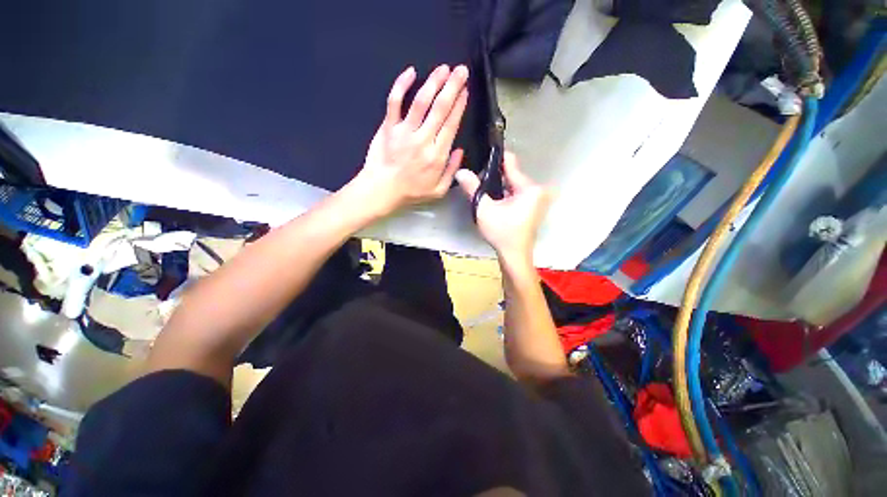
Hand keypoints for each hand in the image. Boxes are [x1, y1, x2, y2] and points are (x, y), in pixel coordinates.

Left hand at [350, 64, 468, 216]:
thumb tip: (460, 150)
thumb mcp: (439, 190)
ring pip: (421, 101)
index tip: (466, 91)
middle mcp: (423, 140)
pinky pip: (394, 102)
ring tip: (443, 68)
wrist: (382, 190)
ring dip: (433, 82)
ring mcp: (404, 132)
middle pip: (440, 108)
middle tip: (461, 70)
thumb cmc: (411, 192)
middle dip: (452, 86)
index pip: (451, 125)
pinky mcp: (388, 127)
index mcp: (437, 156)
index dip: (460, 105)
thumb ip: (452, 171)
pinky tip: (410, 72)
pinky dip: (401, 85)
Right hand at [455, 152, 550, 263]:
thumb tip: (460, 171)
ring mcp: (537, 199)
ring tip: (483, 191)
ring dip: (499, 187)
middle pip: (511, 175)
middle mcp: (537, 190)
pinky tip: (494, 201)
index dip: (494, 159)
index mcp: (529, 188)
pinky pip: (517, 194)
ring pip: (513, 185)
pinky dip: (505, 195)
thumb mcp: (484, 210)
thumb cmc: (501, 233)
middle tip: (478, 182)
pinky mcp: (534, 207)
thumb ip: (473, 189)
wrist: (514, 256)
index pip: (511, 163)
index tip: (481, 158)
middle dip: (495, 178)